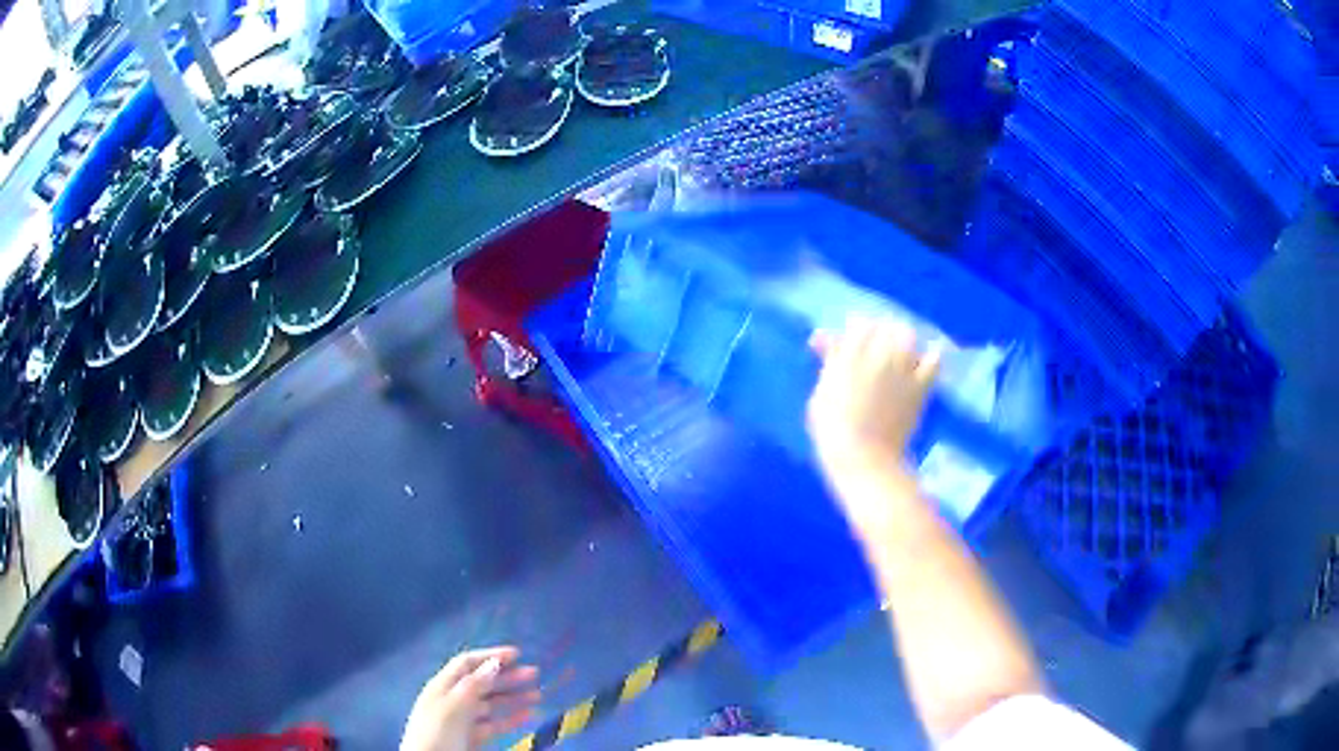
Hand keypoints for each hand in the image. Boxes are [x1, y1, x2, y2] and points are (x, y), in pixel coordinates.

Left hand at [400, 647, 540, 750]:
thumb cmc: (437, 732)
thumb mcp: (454, 706)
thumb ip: (473, 685)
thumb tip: (494, 663)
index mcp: (443, 686)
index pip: (467, 663)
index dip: (491, 656)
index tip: (518, 654)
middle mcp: (453, 699)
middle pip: (482, 683)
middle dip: (507, 677)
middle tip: (534, 674)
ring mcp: (463, 720)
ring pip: (491, 704)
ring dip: (514, 698)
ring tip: (538, 696)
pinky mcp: (472, 738)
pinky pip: (494, 724)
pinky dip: (511, 719)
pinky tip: (528, 716)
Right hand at [807, 317, 940, 527]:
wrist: (863, 456)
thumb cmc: (832, 429)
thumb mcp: (821, 393)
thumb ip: (830, 363)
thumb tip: (826, 338)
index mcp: (850, 354)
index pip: (858, 324)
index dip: (854, 330)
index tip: (848, 341)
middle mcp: (879, 354)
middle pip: (884, 326)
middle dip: (880, 331)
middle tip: (874, 343)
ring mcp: (903, 369)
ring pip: (907, 336)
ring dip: (902, 339)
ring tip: (899, 350)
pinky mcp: (920, 386)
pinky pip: (933, 361)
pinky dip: (930, 357)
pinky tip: (926, 361)